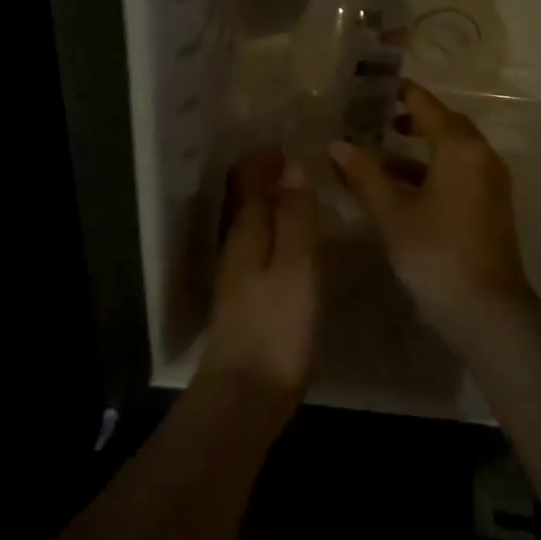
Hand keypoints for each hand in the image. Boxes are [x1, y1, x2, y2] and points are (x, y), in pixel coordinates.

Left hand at [199, 148, 319, 402]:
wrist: (246, 397)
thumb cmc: (276, 326)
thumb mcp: (296, 265)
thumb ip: (295, 215)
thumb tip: (291, 163)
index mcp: (246, 232)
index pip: (248, 180)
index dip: (265, 158)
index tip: (293, 141)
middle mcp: (236, 247)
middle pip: (245, 199)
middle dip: (267, 176)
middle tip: (302, 161)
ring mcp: (238, 276)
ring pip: (253, 223)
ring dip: (272, 202)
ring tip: (304, 193)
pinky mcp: (247, 300)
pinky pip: (261, 247)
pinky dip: (277, 230)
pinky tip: (297, 243)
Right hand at [329, 82, 533, 344]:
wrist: (487, 310)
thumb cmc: (436, 253)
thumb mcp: (392, 213)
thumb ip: (364, 175)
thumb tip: (338, 145)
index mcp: (460, 148)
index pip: (428, 107)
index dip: (402, 94)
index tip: (374, 86)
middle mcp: (481, 157)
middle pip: (445, 125)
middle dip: (412, 120)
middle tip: (375, 118)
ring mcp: (491, 183)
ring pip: (453, 151)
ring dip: (420, 149)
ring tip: (380, 153)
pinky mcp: (491, 206)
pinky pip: (459, 172)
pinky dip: (432, 170)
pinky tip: (402, 187)